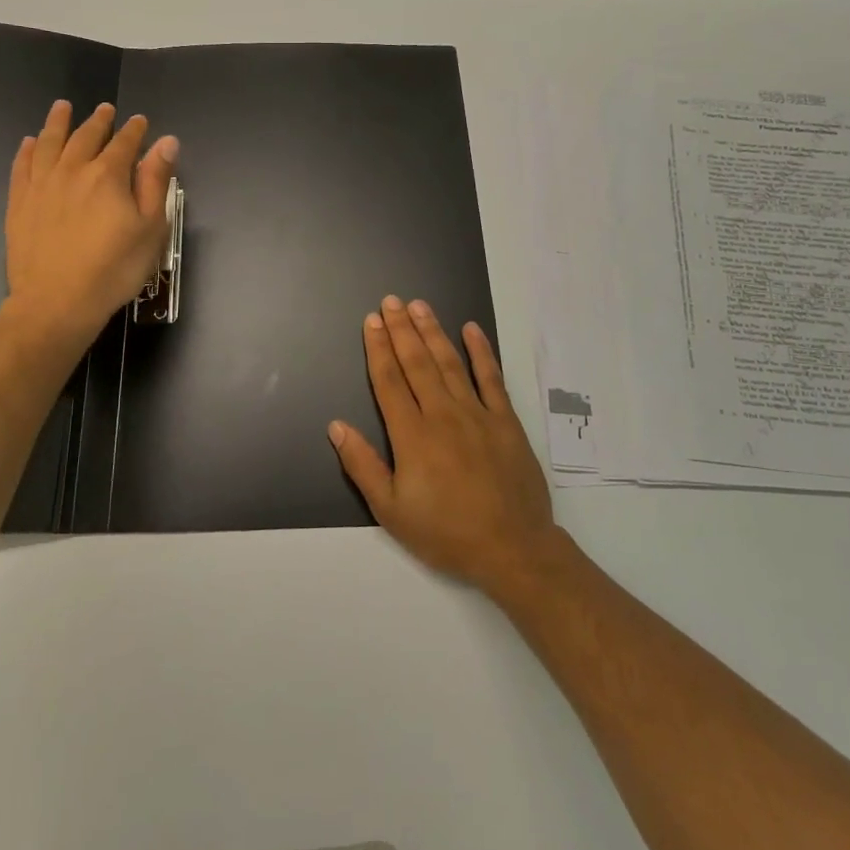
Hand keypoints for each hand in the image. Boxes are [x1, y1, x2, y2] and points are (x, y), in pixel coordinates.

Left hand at [3, 101, 177, 350]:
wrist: (57, 302)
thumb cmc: (114, 269)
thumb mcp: (150, 228)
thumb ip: (155, 182)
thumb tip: (166, 142)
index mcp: (108, 175)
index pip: (124, 143)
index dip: (134, 130)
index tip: (139, 121)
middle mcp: (72, 170)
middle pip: (86, 137)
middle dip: (98, 121)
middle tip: (105, 109)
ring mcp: (41, 185)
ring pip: (49, 143)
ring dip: (58, 123)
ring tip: (62, 107)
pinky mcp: (19, 203)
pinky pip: (22, 166)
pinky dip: (28, 150)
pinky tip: (30, 142)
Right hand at [328, 296, 564, 597]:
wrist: (513, 549)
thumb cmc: (446, 533)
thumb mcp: (392, 511)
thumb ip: (363, 465)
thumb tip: (337, 426)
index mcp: (412, 436)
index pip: (389, 381)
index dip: (378, 349)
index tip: (371, 321)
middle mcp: (443, 415)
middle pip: (417, 363)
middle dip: (401, 329)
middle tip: (391, 301)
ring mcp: (477, 414)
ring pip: (450, 363)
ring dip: (433, 331)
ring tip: (419, 306)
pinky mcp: (506, 420)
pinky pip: (491, 378)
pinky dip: (481, 352)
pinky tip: (471, 329)